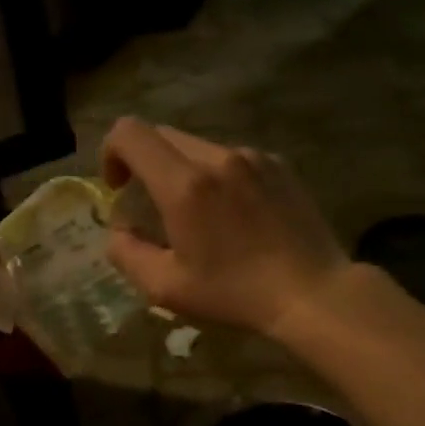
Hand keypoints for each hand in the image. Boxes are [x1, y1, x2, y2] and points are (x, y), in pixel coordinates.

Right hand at [100, 117, 352, 335]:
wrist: (313, 292)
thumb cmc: (235, 293)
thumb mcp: (166, 288)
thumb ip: (126, 254)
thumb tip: (117, 231)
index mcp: (185, 184)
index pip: (129, 132)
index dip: (111, 153)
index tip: (119, 188)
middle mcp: (218, 157)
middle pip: (162, 135)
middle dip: (144, 163)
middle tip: (152, 205)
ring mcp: (253, 157)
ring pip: (198, 146)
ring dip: (183, 171)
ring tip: (199, 215)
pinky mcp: (278, 165)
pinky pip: (232, 158)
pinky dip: (218, 176)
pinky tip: (235, 215)